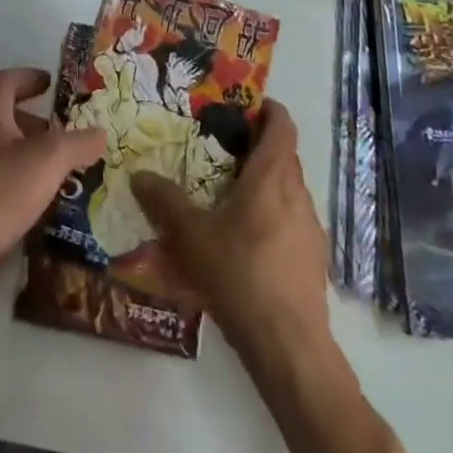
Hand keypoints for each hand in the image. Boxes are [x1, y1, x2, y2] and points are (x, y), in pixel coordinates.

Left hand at [0, 67, 104, 310]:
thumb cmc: (1, 190)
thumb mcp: (50, 160)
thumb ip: (79, 143)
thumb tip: (100, 134)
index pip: (6, 81)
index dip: (28, 77)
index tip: (51, 83)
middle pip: (3, 116)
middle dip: (34, 122)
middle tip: (62, 133)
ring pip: (0, 151)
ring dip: (28, 154)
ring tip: (58, 170)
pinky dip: (18, 183)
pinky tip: (39, 203)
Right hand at [129, 102, 330, 364]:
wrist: (289, 345)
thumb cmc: (239, 275)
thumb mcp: (191, 236)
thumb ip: (165, 201)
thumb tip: (139, 175)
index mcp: (272, 177)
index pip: (282, 125)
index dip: (268, 110)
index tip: (244, 106)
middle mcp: (297, 194)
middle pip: (284, 156)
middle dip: (257, 147)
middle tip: (221, 149)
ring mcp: (311, 227)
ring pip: (289, 189)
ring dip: (265, 183)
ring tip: (229, 196)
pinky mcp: (313, 258)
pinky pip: (293, 220)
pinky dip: (273, 215)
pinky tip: (247, 241)